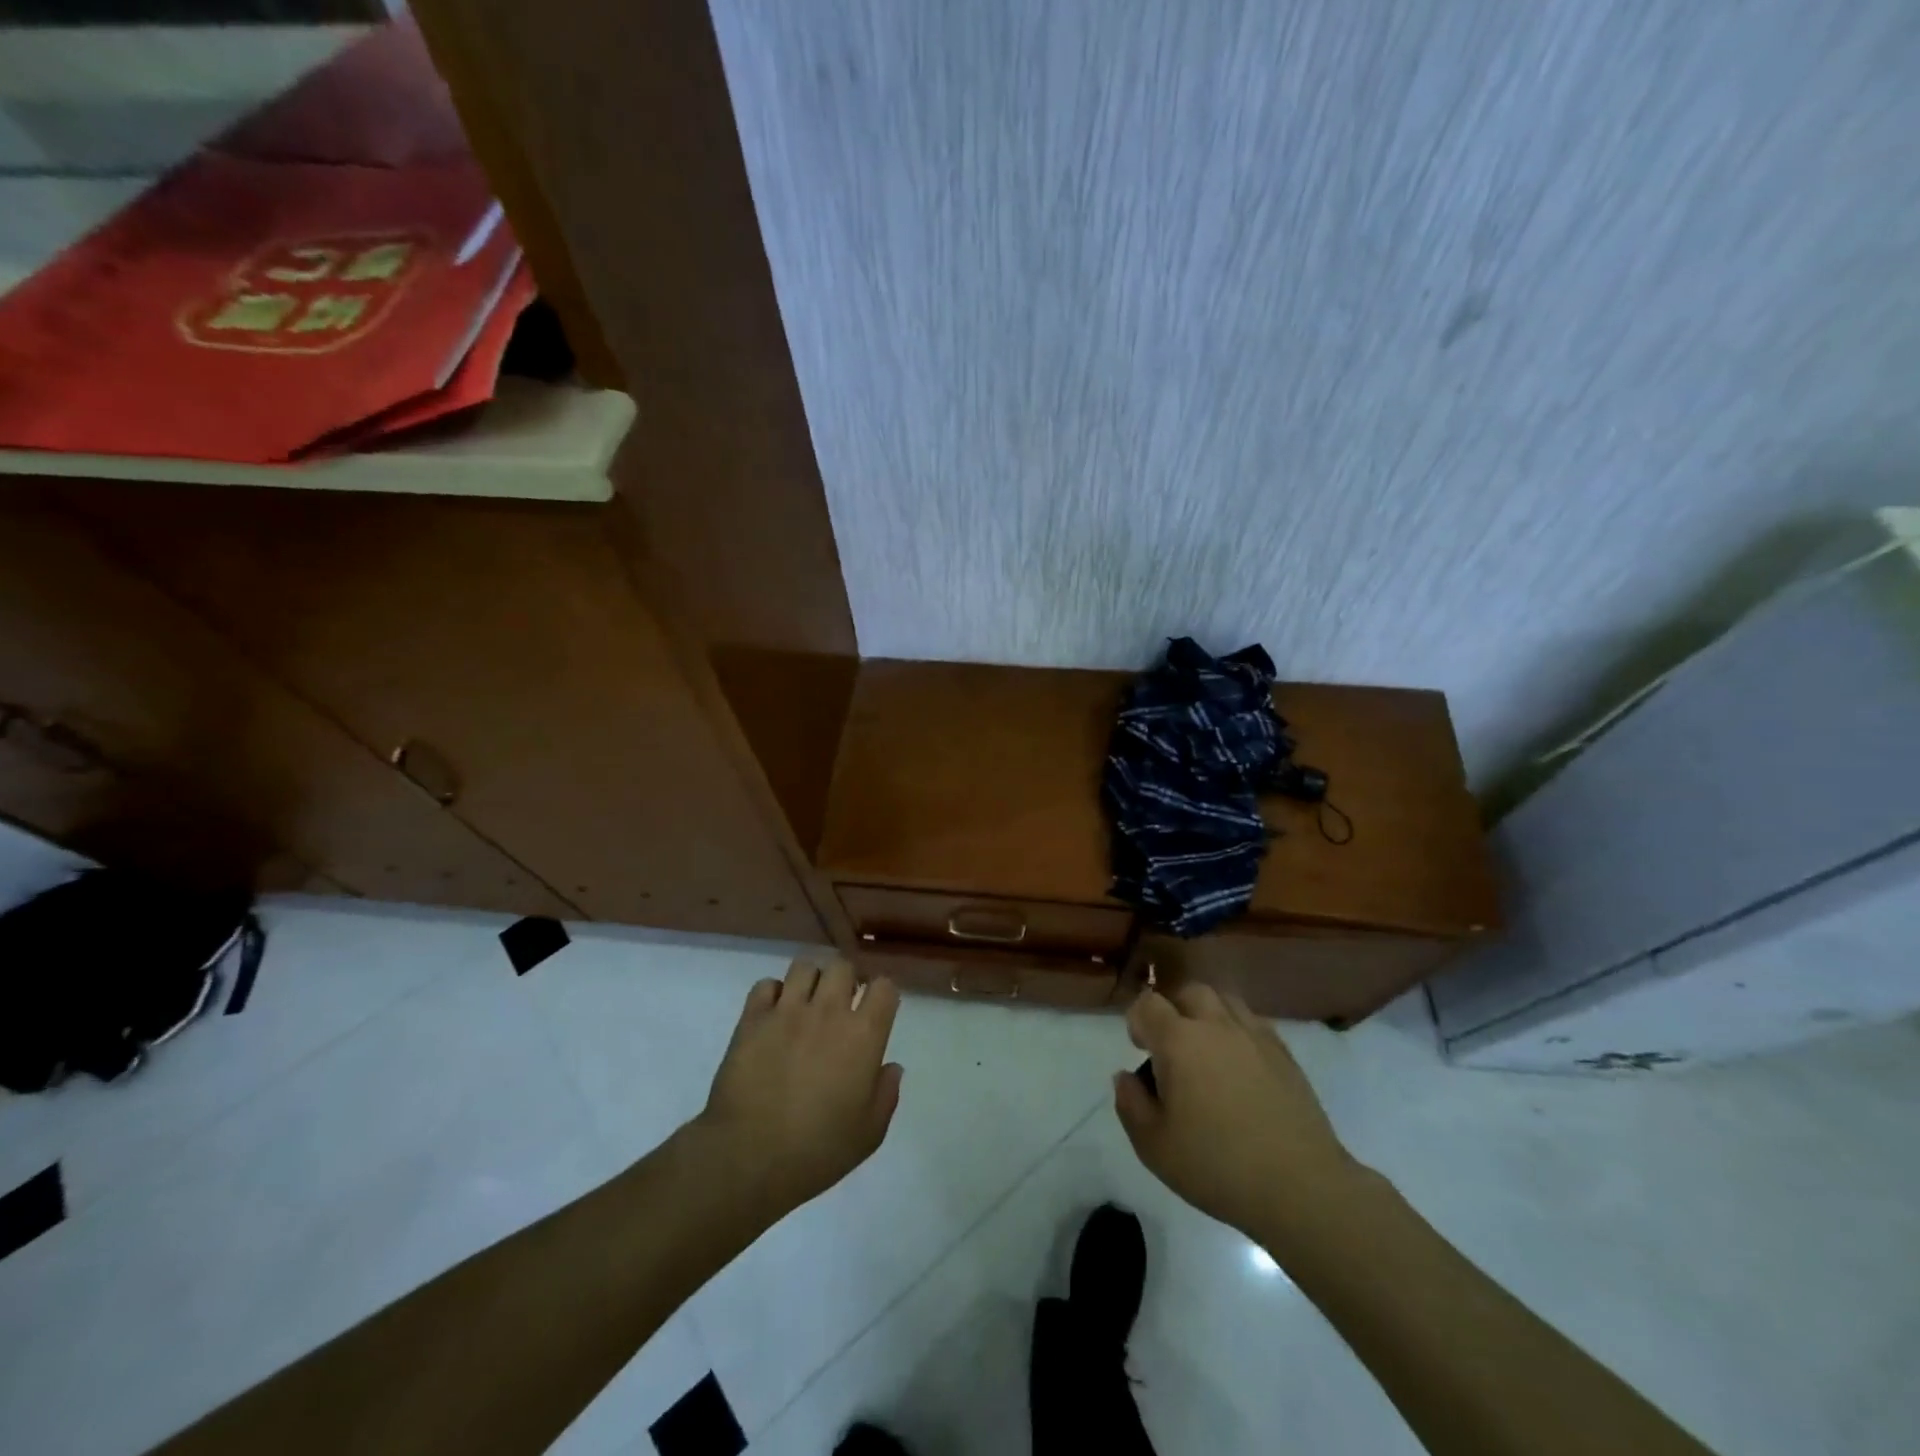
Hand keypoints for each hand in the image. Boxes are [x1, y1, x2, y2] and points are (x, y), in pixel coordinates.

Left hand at [692, 956, 902, 1226]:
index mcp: (863, 1035)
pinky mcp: (753, 1018)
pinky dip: (773, 994)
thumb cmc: (817, 1150)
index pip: (884, 987)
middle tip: (841, 1003)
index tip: (877, 1009)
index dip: (882, 993)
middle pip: (843, 966)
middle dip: (846, 979)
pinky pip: (766, 985)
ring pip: (804, 967)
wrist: (749, 1157)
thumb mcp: (869, 1133)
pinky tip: (774, 1015)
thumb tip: (890, 1067)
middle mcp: (828, 1011)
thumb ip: (886, 1094)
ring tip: (806, 1003)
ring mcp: (787, 1011)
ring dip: (810, 980)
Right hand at [1114, 985, 1363, 1246]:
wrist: (1300, 1187)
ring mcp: (1255, 1036)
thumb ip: (1130, 1104)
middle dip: (1174, 1009)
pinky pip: (1254, 1023)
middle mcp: (1216, 1025)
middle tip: (1172, 1046)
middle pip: (1189, 992)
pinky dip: (1239, 1032)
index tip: (1140, 1048)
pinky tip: (1240, 1065)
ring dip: (1208, 1014)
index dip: (1138, 1020)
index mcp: (1179, 1041)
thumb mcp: (1153, 1146)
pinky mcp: (1284, 1054)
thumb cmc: (1217, 1166)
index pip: (1148, 1004)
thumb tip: (1126, 1076)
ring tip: (1207, 1049)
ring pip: (1225, 1000)